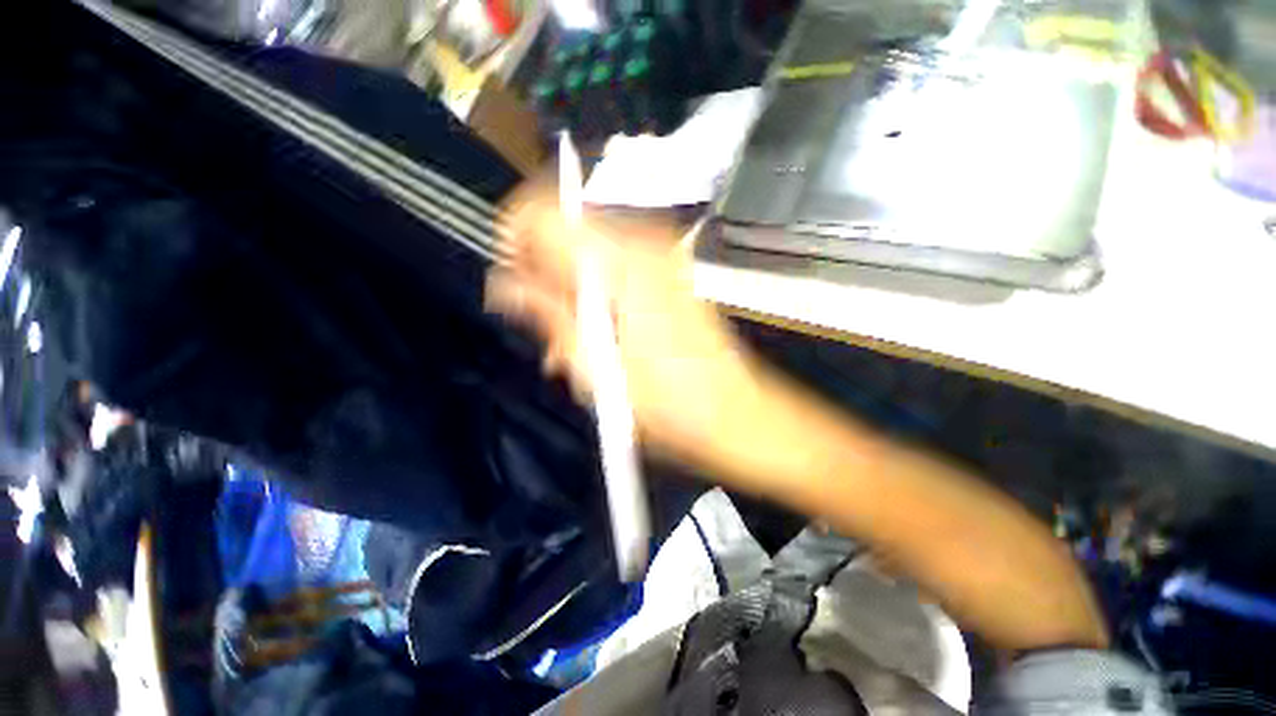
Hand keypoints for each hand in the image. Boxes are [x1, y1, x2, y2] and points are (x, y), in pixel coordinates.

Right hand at [486, 187, 765, 470]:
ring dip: (572, 285)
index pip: (543, 213)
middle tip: (544, 323)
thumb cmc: (667, 402)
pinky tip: (602, 329)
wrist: (733, 412)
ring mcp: (663, 256)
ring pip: (592, 248)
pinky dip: (600, 288)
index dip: (516, 241)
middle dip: (545, 269)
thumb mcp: (596, 368)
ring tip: (573, 338)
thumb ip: (549, 316)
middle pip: (568, 227)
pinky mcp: (672, 273)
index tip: (513, 282)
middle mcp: (643, 244)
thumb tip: (506, 286)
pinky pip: (618, 263)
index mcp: (619, 263)